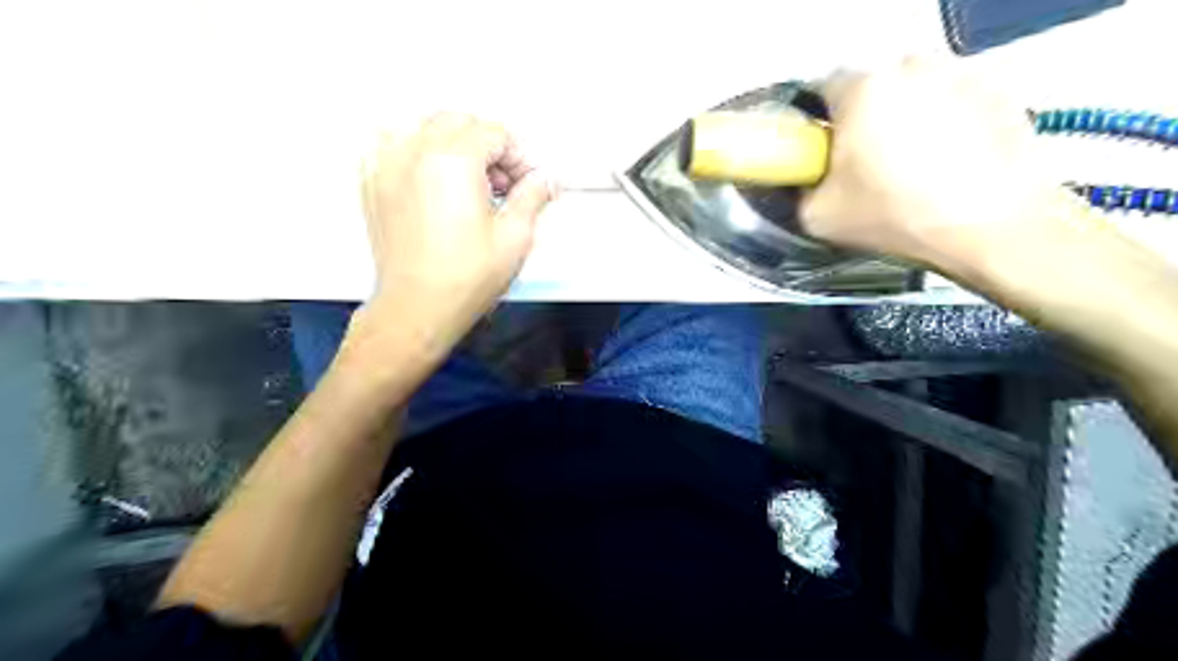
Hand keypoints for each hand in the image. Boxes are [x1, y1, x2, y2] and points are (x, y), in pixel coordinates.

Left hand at [356, 112, 553, 354]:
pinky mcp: (373, 184)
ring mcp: (387, 166)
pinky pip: (391, 144)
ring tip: (467, 178)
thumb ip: (533, 198)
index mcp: (454, 162)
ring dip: (451, 143)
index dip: (519, 155)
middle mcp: (415, 154)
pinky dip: (414, 150)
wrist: (417, 308)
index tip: (527, 180)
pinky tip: (431, 178)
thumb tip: (544, 181)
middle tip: (503, 183)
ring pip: (423, 126)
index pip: (495, 132)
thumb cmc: (461, 281)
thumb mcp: (514, 238)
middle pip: (459, 122)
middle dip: (488, 145)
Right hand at [806, 57, 1063, 269]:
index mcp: (862, 91)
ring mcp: (961, 73)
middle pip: (872, 88)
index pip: (822, 90)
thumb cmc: (896, 217)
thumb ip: (799, 189)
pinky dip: (945, 121)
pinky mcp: (1000, 89)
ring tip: (914, 165)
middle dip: (865, 119)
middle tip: (869, 165)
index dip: (819, 123)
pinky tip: (950, 161)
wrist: (991, 228)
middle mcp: (911, 68)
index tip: (826, 153)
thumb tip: (807, 179)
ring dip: (905, 117)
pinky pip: (953, 99)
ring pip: (914, 91)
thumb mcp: (818, 217)